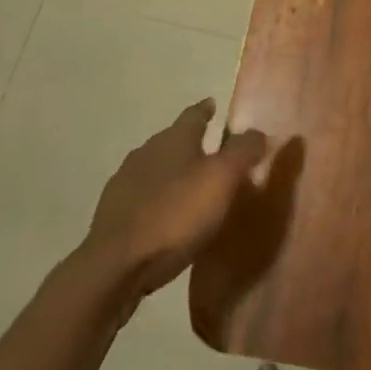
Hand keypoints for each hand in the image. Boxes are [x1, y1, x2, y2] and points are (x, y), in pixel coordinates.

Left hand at [82, 100, 269, 298]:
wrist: (116, 265)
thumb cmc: (176, 215)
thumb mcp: (222, 180)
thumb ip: (243, 152)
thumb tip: (258, 131)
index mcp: (174, 138)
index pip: (193, 114)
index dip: (206, 110)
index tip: (213, 104)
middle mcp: (147, 151)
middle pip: (173, 139)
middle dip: (190, 143)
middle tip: (211, 152)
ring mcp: (125, 181)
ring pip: (155, 167)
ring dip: (172, 172)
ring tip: (190, 186)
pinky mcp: (112, 213)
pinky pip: (142, 196)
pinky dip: (157, 199)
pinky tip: (165, 216)